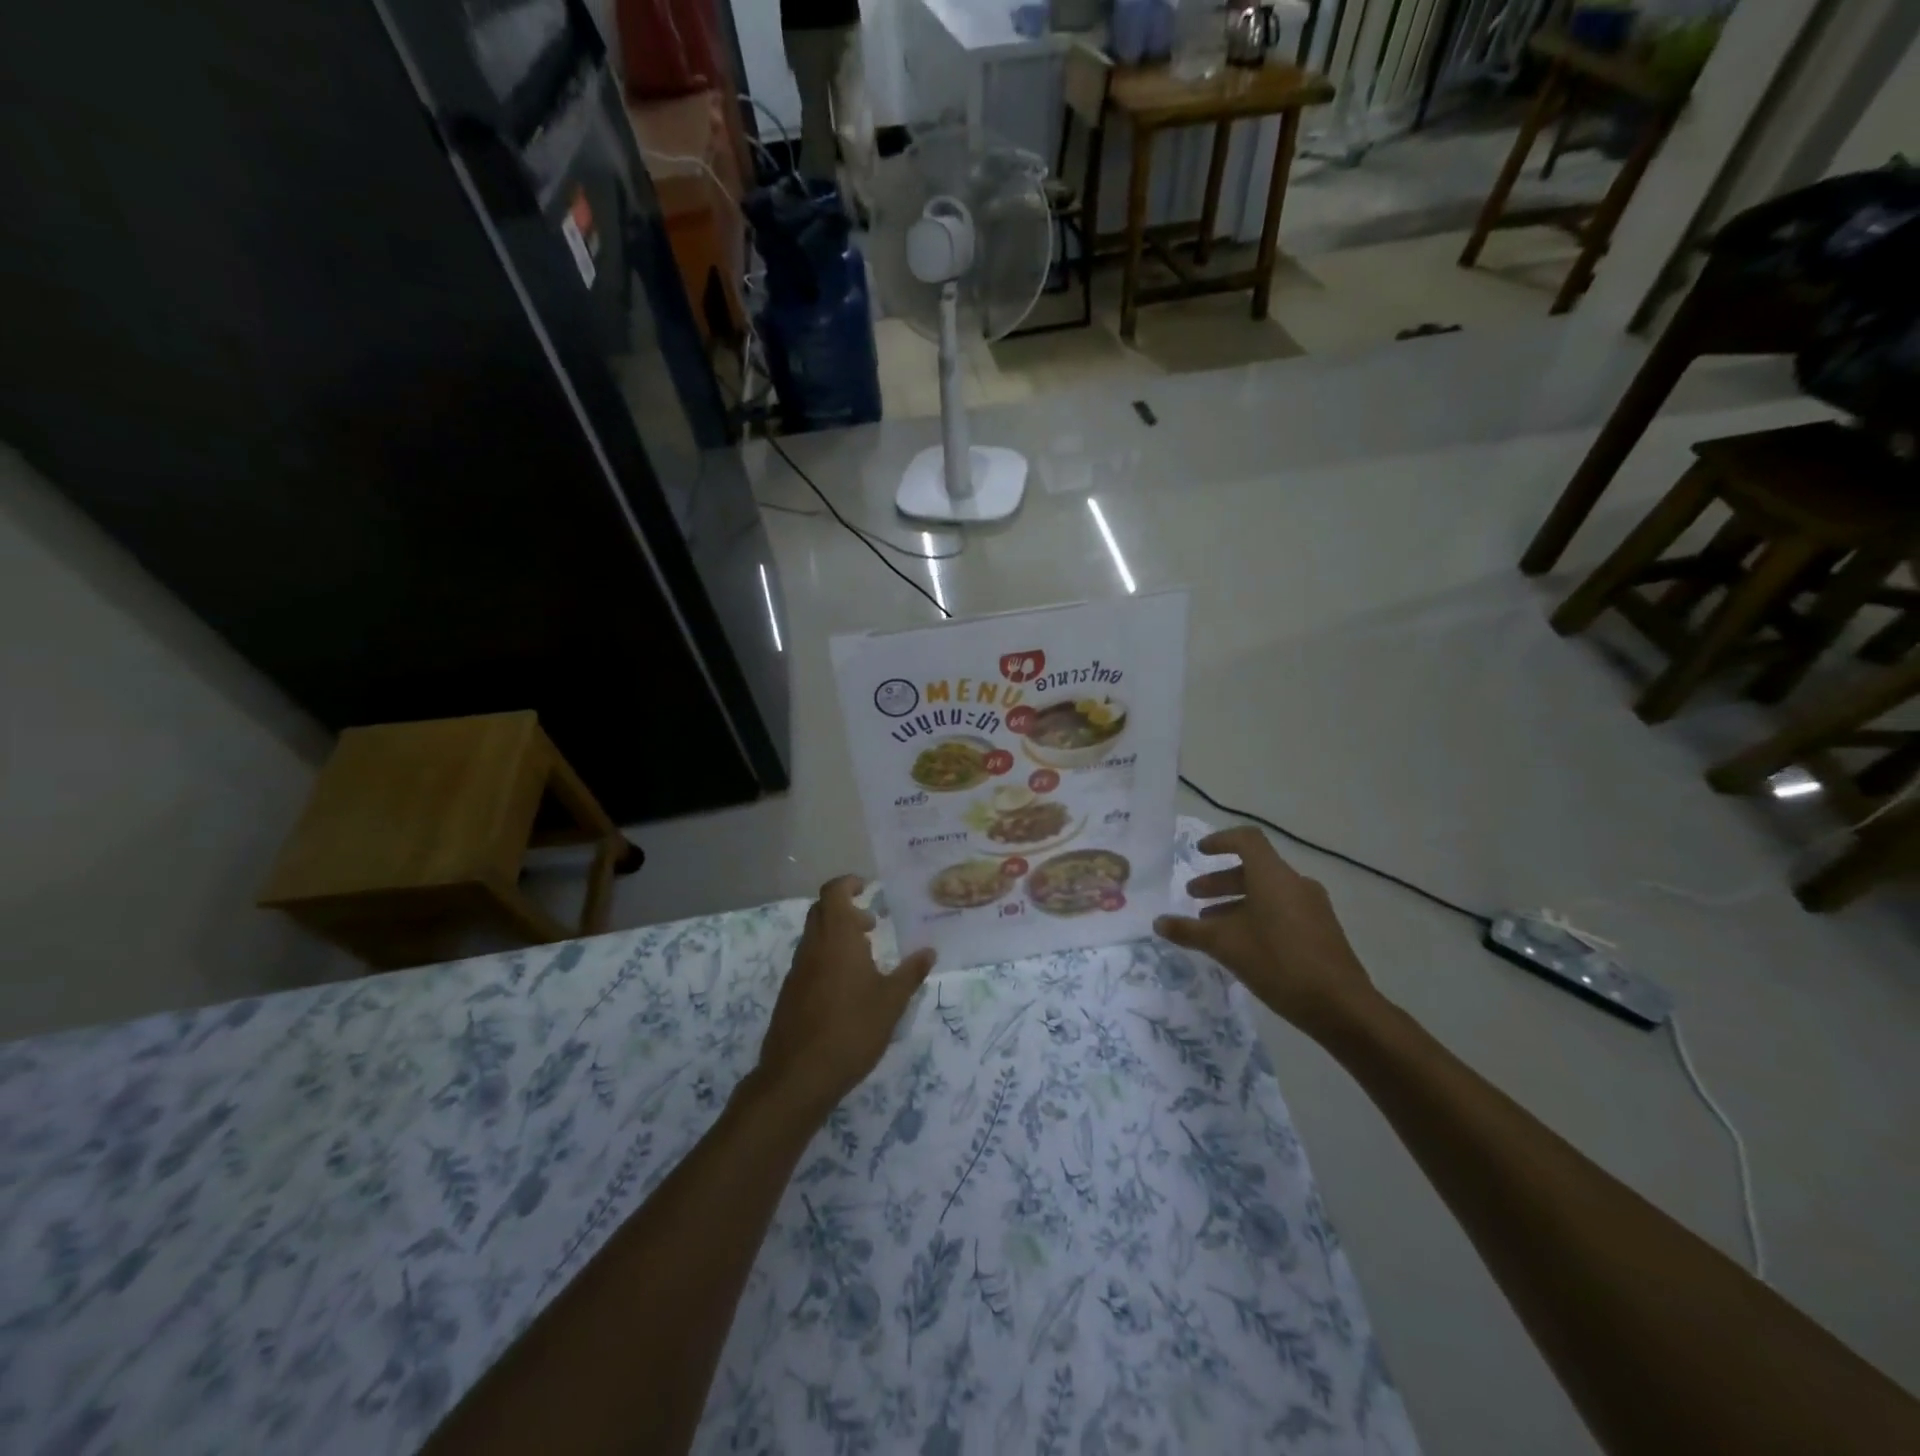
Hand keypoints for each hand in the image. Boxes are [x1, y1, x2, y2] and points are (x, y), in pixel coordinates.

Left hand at [754, 876, 935, 1119]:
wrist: (798, 1076)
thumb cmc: (851, 1030)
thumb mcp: (892, 1002)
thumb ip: (911, 973)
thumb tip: (930, 951)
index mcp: (836, 938)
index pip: (833, 892)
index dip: (848, 883)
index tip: (867, 887)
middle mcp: (812, 947)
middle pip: (822, 911)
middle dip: (845, 909)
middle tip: (872, 924)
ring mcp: (797, 970)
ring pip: (814, 936)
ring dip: (837, 935)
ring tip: (866, 957)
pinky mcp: (790, 993)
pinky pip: (809, 960)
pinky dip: (827, 958)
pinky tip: (847, 987)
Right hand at [1154, 827, 1381, 1039]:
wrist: (1341, 1006)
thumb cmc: (1278, 963)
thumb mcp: (1225, 946)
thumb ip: (1189, 931)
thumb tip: (1158, 922)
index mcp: (1273, 876)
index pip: (1246, 840)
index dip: (1220, 841)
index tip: (1199, 852)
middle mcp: (1295, 883)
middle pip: (1254, 869)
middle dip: (1220, 880)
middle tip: (1194, 895)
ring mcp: (1313, 906)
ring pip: (1267, 892)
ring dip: (1236, 901)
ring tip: (1212, 924)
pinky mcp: (1321, 929)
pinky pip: (1282, 909)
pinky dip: (1257, 915)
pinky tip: (1242, 943)